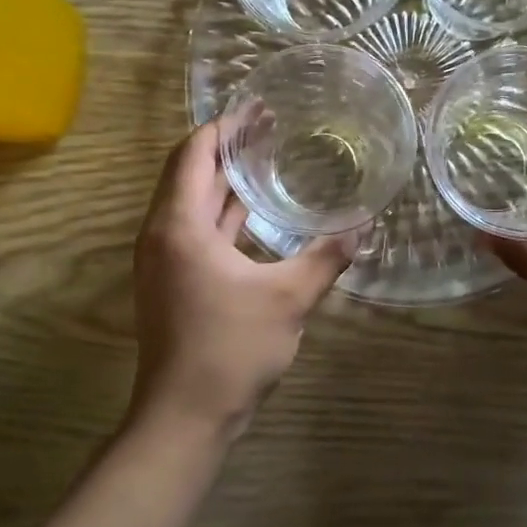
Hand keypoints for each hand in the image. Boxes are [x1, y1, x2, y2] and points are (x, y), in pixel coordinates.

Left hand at [130, 121, 354, 440]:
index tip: (258, 109)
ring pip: (191, 203)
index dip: (225, 127)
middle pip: (189, 173)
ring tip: (264, 159)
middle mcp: (162, 234)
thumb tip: (364, 225)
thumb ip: (326, 257)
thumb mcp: (289, 299)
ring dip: (224, 181)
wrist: (184, 416)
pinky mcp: (172, 282)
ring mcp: (164, 261)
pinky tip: (254, 213)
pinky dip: (221, 213)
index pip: (194, 154)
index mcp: (179, 225)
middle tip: (269, 127)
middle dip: (227, 148)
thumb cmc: (230, 348)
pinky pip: (195, 230)